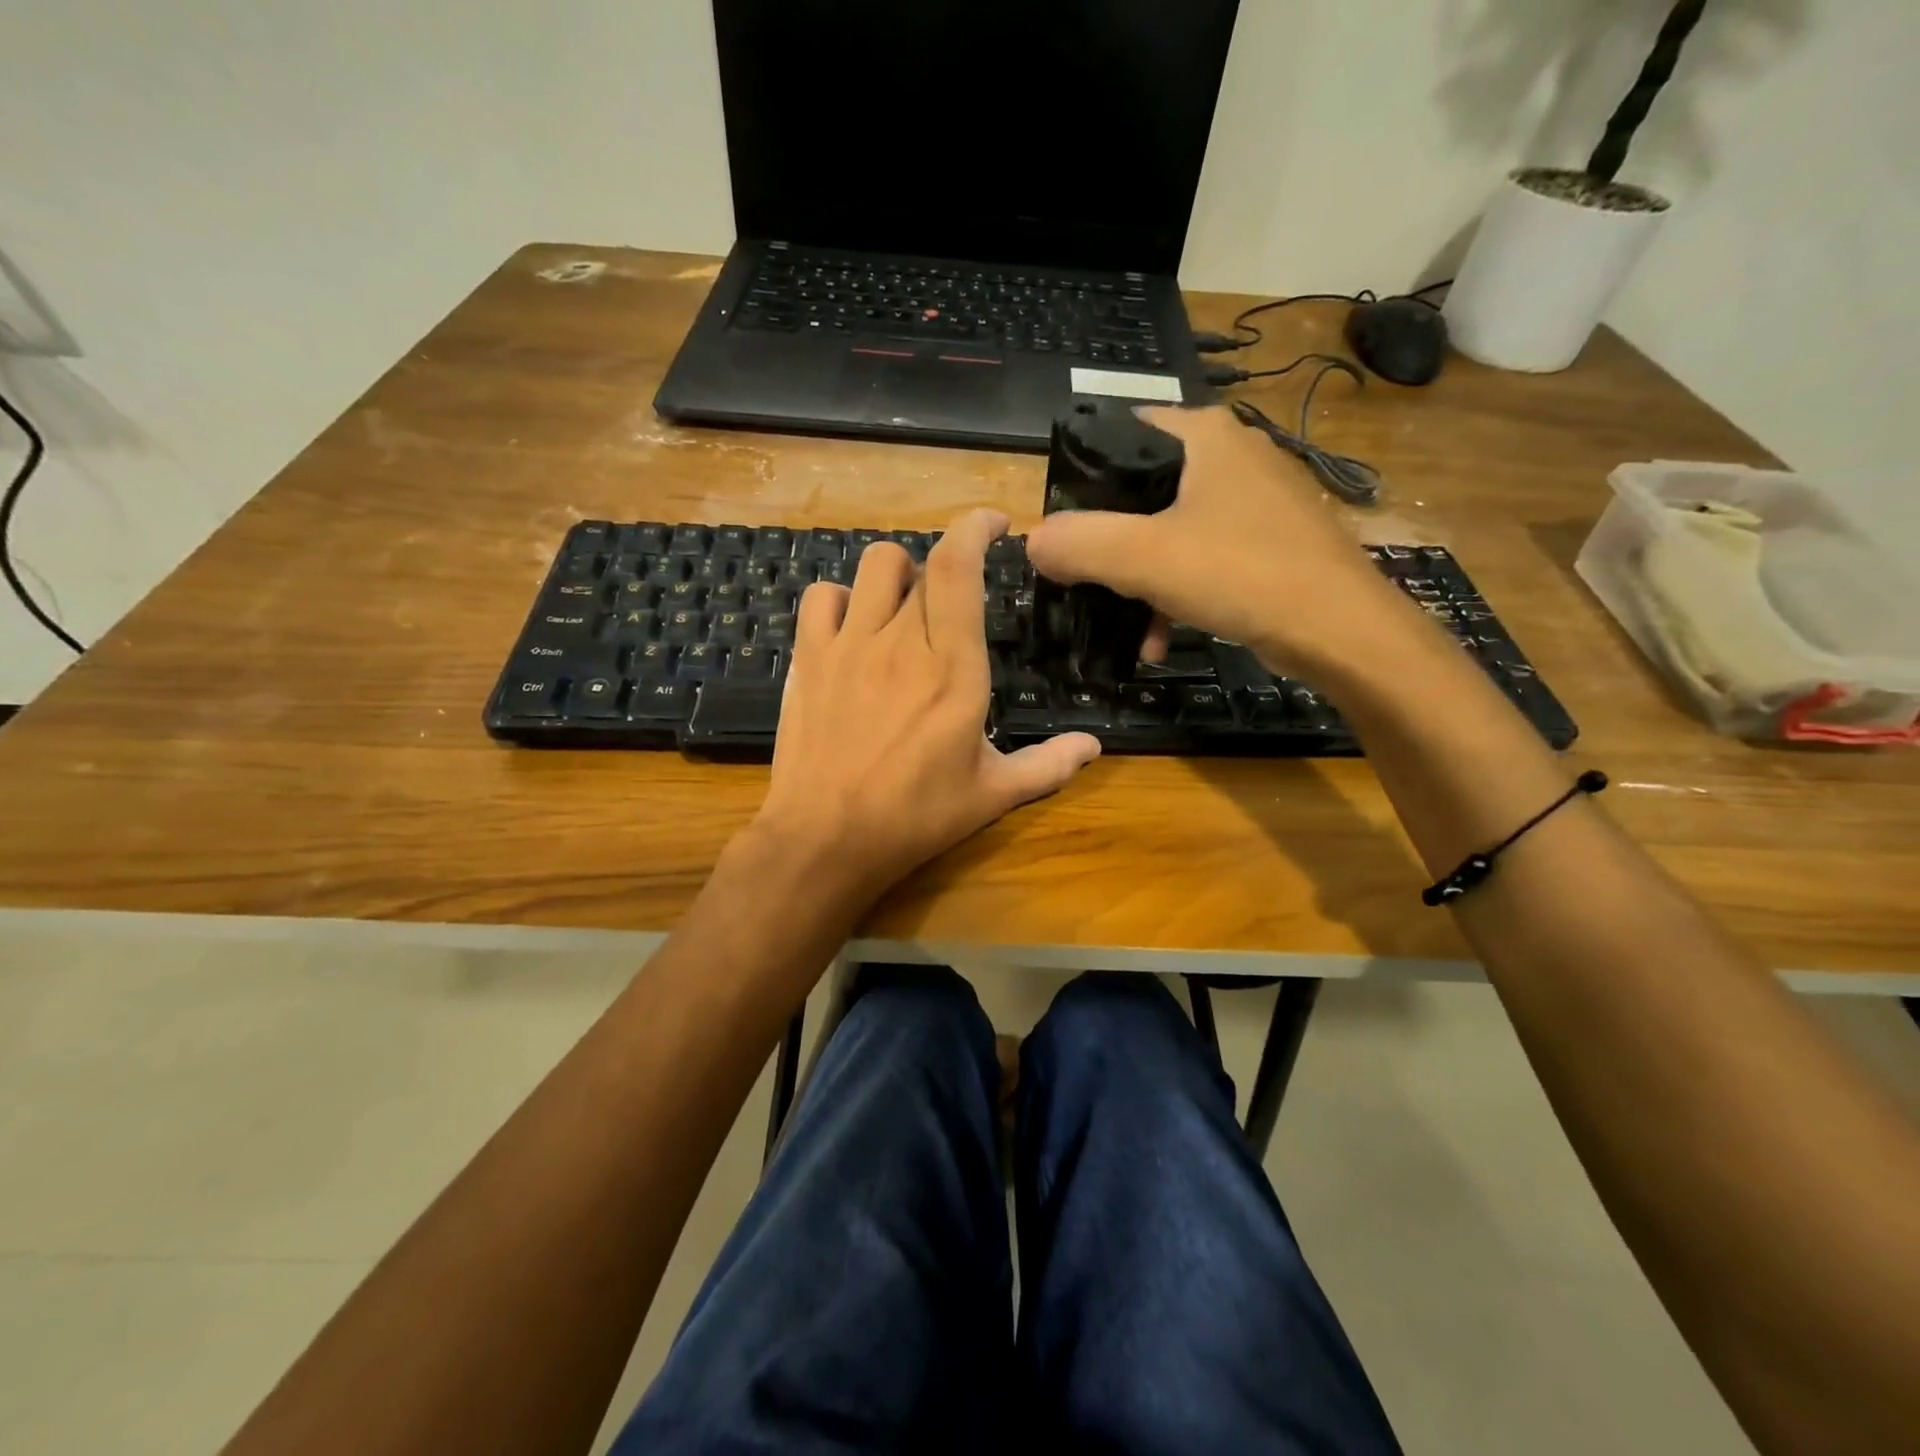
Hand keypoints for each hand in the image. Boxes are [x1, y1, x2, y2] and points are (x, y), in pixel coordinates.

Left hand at [751, 509, 1101, 903]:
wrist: (826, 839)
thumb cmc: (916, 817)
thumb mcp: (992, 795)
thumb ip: (1047, 765)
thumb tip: (1094, 746)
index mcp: (954, 668)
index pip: (959, 568)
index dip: (975, 528)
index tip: (995, 524)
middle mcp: (902, 642)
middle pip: (921, 563)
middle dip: (945, 565)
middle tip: (955, 598)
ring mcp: (849, 645)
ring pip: (874, 567)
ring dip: (898, 574)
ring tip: (906, 608)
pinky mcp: (809, 659)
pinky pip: (823, 597)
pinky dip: (843, 599)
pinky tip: (853, 628)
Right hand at [1024, 405, 1421, 676]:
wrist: (1342, 631)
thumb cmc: (1241, 574)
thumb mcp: (1143, 558)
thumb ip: (1079, 543)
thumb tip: (1032, 541)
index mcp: (1203, 435)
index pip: (1118, 435)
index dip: (1080, 481)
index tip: (1060, 530)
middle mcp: (1231, 454)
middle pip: (1140, 492)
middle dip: (1108, 545)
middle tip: (1084, 582)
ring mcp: (1255, 499)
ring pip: (1170, 532)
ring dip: (1139, 582)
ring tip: (1126, 627)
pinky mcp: (1269, 541)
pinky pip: (1202, 559)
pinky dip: (1175, 594)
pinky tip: (1160, 638)